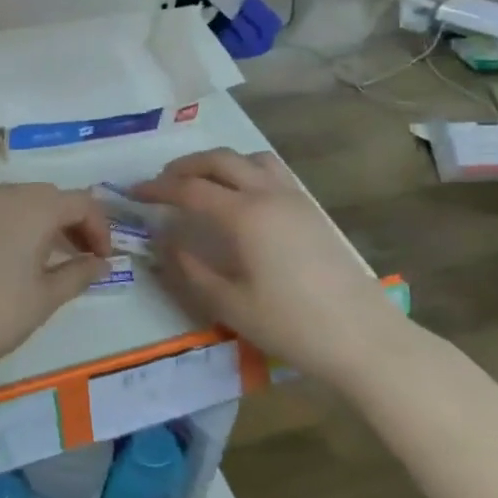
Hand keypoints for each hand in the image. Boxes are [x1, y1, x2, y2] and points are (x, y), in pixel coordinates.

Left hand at [0, 184, 110, 392]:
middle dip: (69, 221)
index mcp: (33, 208)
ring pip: (13, 199)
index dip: (99, 227)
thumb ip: (78, 274)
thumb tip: (100, 263)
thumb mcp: (44, 299)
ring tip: (41, 257)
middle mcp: (0, 194)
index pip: (80, 202)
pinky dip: (3, 225)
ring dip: (35, 220)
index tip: (103, 259)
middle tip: (78, 255)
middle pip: (46, 196)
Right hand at [133, 150, 398, 380]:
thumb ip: (190, 268)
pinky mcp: (312, 209)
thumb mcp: (228, 304)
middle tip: (161, 182)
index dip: (157, 189)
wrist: (363, 338)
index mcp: (244, 215)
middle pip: (219, 161)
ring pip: (249, 159)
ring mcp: (295, 198)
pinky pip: (271, 172)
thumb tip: (166, 241)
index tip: (134, 193)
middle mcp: (268, 194)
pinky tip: (240, 197)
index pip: (189, 189)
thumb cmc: (291, 324)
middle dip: (185, 166)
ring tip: (200, 182)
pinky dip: (245, 171)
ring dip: (218, 163)